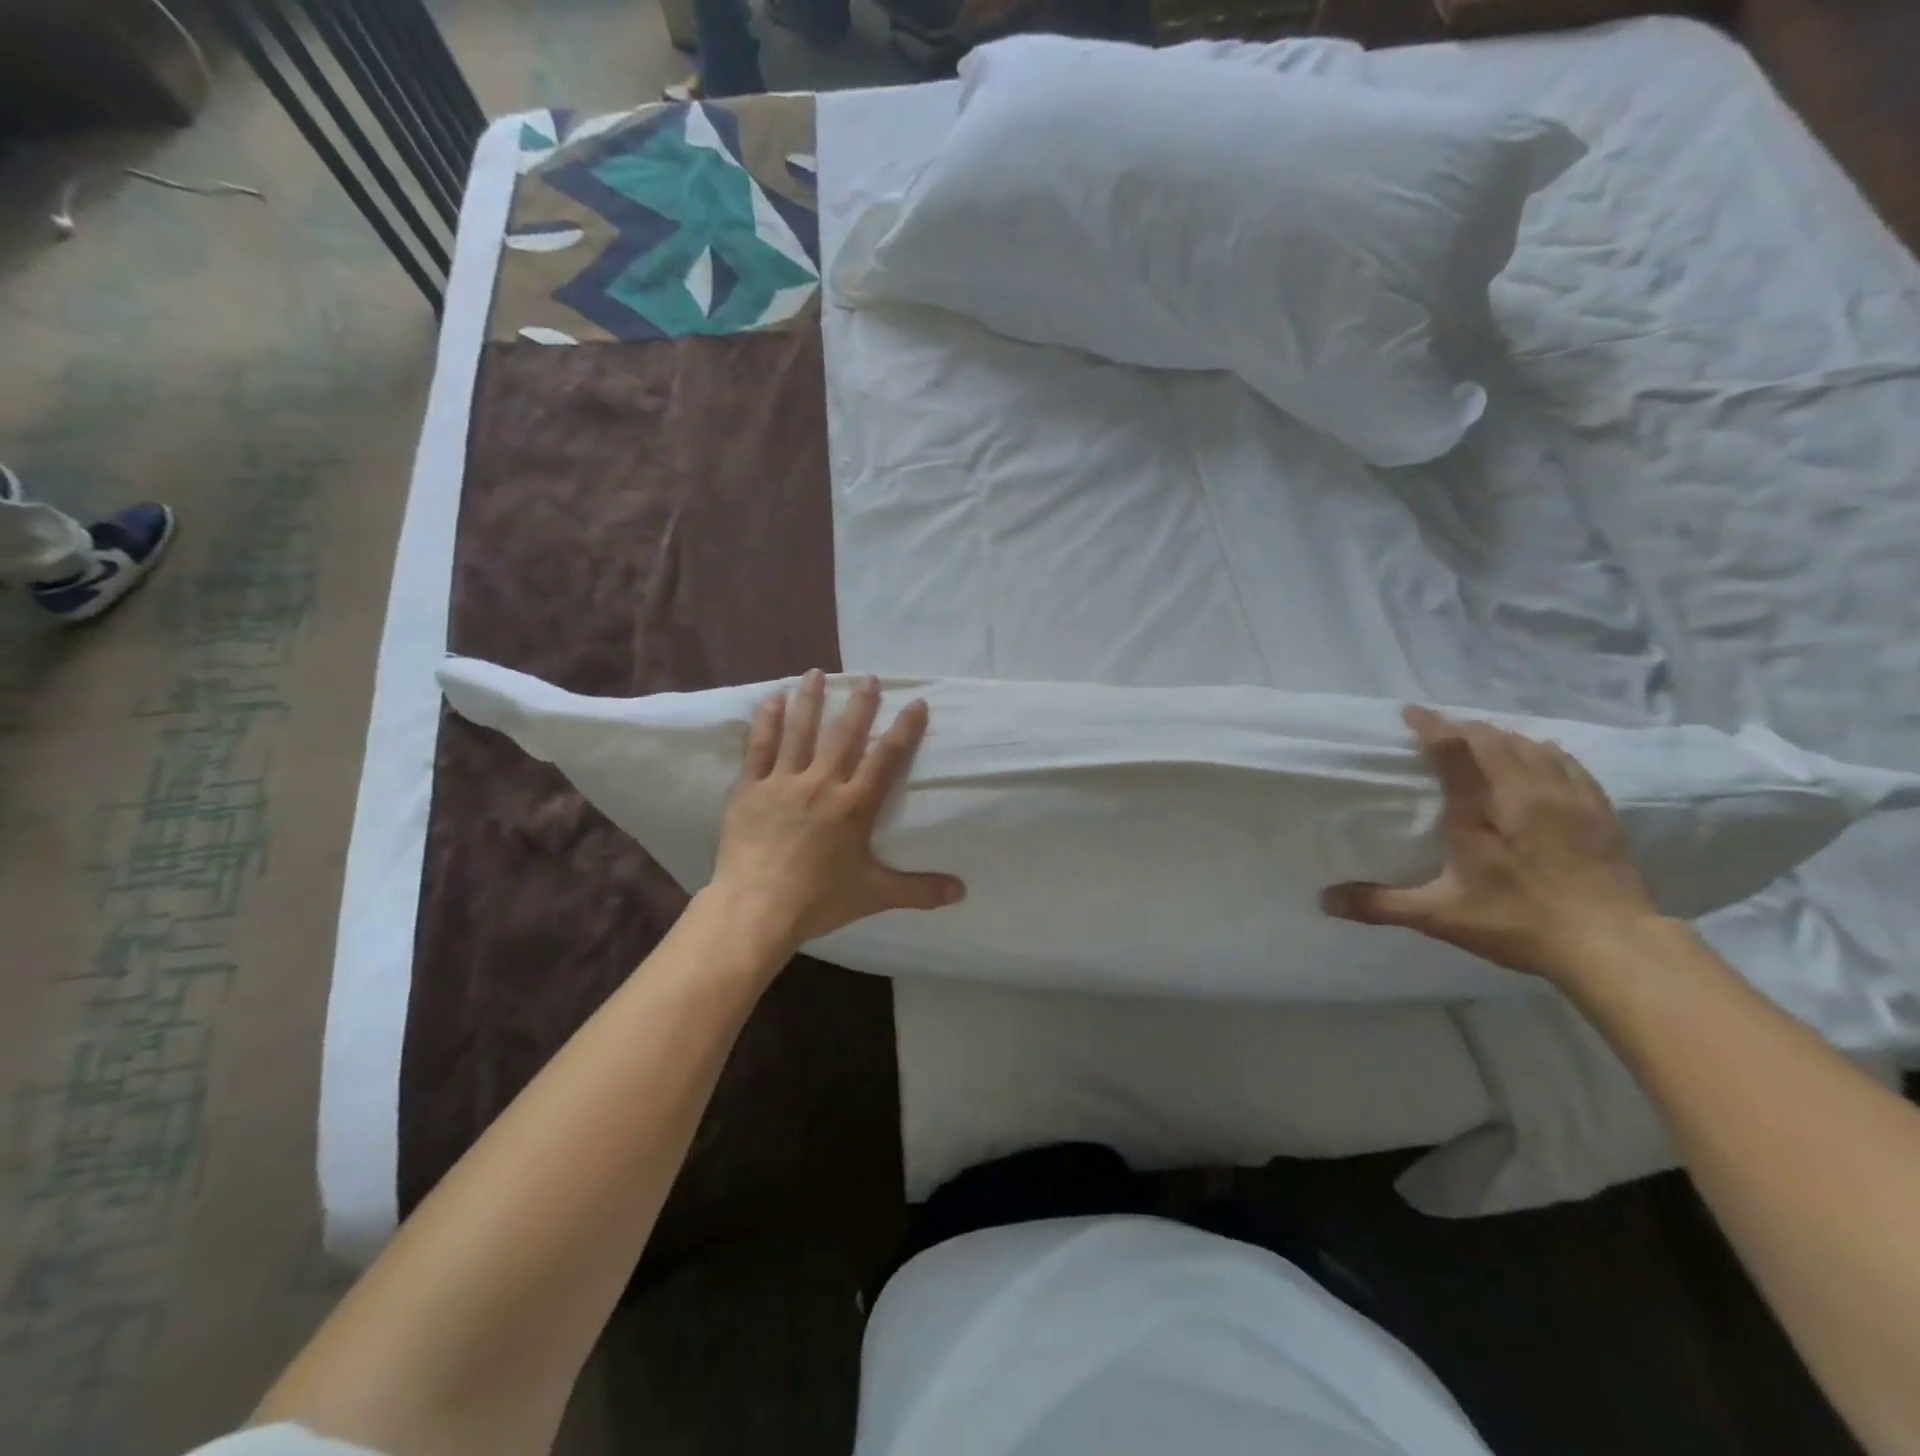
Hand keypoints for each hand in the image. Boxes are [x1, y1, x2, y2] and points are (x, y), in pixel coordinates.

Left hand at [709, 670, 964, 950]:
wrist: (756, 909)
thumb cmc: (818, 900)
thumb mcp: (875, 894)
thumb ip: (919, 890)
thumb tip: (962, 891)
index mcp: (853, 806)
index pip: (885, 759)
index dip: (904, 730)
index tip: (916, 703)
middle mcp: (821, 784)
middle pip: (844, 735)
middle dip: (859, 704)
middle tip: (869, 678)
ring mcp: (782, 783)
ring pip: (799, 732)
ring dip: (809, 700)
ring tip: (816, 673)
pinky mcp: (750, 790)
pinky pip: (759, 749)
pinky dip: (766, 722)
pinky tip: (771, 699)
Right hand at [1322, 705, 1662, 985]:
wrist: (1613, 945)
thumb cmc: (1518, 922)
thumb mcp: (1440, 916)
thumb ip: (1381, 904)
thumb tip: (1325, 899)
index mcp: (1480, 811)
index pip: (1453, 750)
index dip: (1431, 726)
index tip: (1410, 712)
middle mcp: (1524, 791)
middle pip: (1492, 739)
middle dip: (1462, 728)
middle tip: (1439, 730)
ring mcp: (1567, 798)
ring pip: (1530, 744)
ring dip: (1500, 736)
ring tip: (1480, 739)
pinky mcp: (1598, 810)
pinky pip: (1567, 761)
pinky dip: (1542, 749)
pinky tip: (1538, 754)